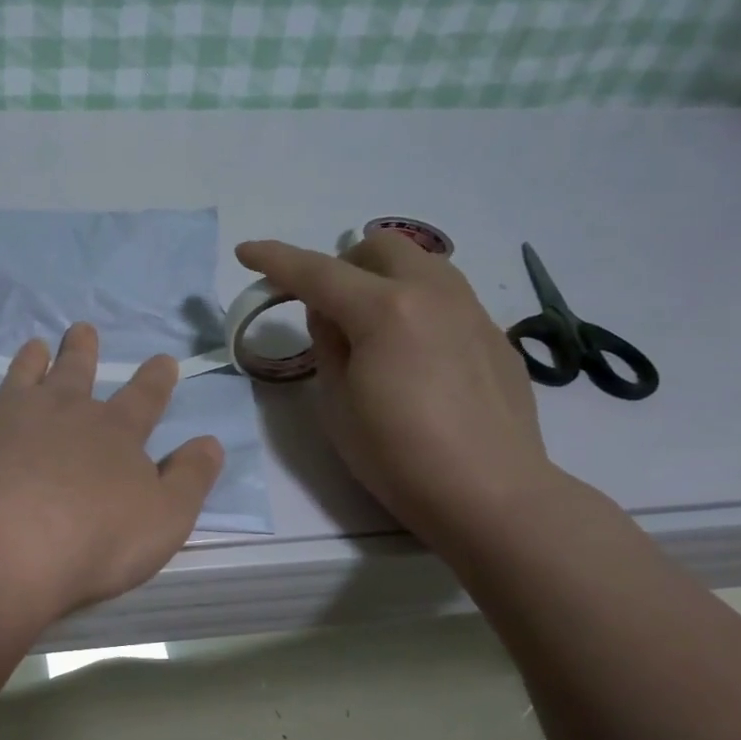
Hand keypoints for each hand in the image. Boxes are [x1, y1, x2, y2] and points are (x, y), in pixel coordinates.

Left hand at [0, 324, 223, 615]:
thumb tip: (210, 443)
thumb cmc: (94, 541)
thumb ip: (190, 480)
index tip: (162, 359)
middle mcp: (62, 410)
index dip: (155, 379)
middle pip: (76, 373)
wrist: (9, 544)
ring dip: (30, 358)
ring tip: (34, 343)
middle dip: (83, 352)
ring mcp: (8, 412)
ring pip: (22, 374)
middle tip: (82, 330)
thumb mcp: (165, 519)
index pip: (144, 398)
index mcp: (114, 432)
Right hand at [235, 232, 554, 544]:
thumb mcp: (336, 403)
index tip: (246, 252)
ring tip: (372, 328)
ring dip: (385, 279)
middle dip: (343, 265)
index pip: (317, 272)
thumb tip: (331, 314)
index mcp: (384, 310)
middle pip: (381, 247)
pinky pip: (447, 298)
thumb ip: (327, 345)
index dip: (275, 259)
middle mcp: (433, 293)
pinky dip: (418, 307)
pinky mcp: (494, 335)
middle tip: (328, 309)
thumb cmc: (396, 455)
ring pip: (421, 264)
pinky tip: (416, 358)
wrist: (488, 492)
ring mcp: (472, 311)